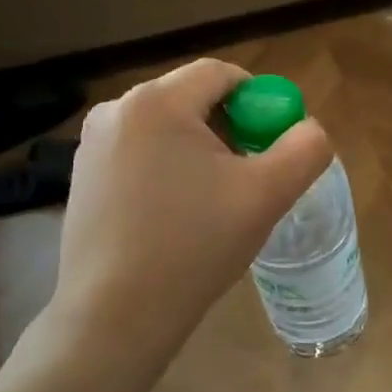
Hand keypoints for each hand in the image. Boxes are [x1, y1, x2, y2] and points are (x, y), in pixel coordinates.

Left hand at [42, 58, 331, 366]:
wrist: (115, 317)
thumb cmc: (194, 246)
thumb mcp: (268, 194)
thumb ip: (305, 149)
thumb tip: (308, 128)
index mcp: (157, 103)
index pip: (220, 75)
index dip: (258, 100)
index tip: (272, 143)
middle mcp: (116, 111)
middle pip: (193, 99)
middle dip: (230, 129)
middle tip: (249, 176)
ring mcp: (92, 147)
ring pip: (167, 129)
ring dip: (200, 152)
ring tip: (214, 203)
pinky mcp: (83, 179)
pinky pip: (141, 155)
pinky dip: (169, 171)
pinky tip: (177, 217)